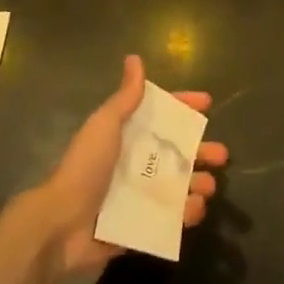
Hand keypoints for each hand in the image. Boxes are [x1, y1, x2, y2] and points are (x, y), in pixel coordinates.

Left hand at [28, 54, 227, 282]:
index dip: (183, 107)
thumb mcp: (105, 125)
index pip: (161, 116)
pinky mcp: (142, 226)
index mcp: (128, 137)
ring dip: (199, 184)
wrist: (62, 223)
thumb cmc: (86, 167)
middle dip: (202, 151)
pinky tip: (194, 209)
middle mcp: (136, 164)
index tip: (208, 103)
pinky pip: (171, 218)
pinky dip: (186, 214)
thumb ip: (125, 97)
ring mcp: (140, 196)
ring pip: (180, 186)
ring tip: (208, 186)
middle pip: (177, 153)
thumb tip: (134, 58)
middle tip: (221, 155)